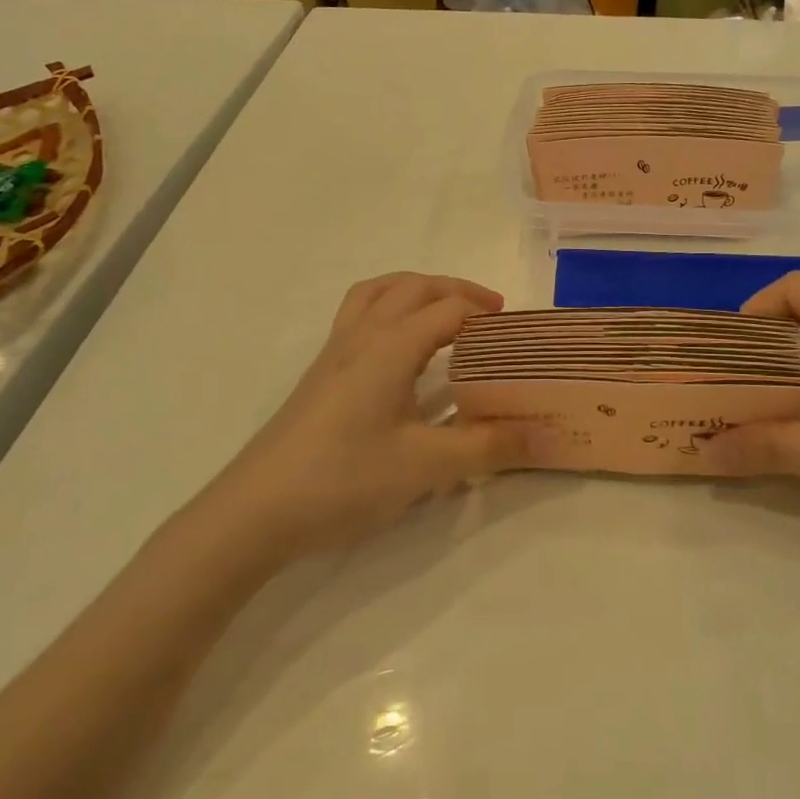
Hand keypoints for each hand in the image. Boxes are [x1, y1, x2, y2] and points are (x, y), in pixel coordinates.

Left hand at [209, 273, 538, 553]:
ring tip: (443, 312)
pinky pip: (358, 316)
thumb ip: (486, 448)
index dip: (484, 312)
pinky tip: (397, 352)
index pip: (447, 309)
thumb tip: (544, 438)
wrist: (255, 511)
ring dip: (415, 290)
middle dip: (454, 290)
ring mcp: (333, 353)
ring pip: (377, 293)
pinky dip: (387, 310)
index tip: (515, 332)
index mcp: (389, 346)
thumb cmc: (343, 479)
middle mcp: (361, 336)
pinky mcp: (318, 375)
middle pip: (412, 287)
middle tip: (489, 313)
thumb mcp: (425, 467)